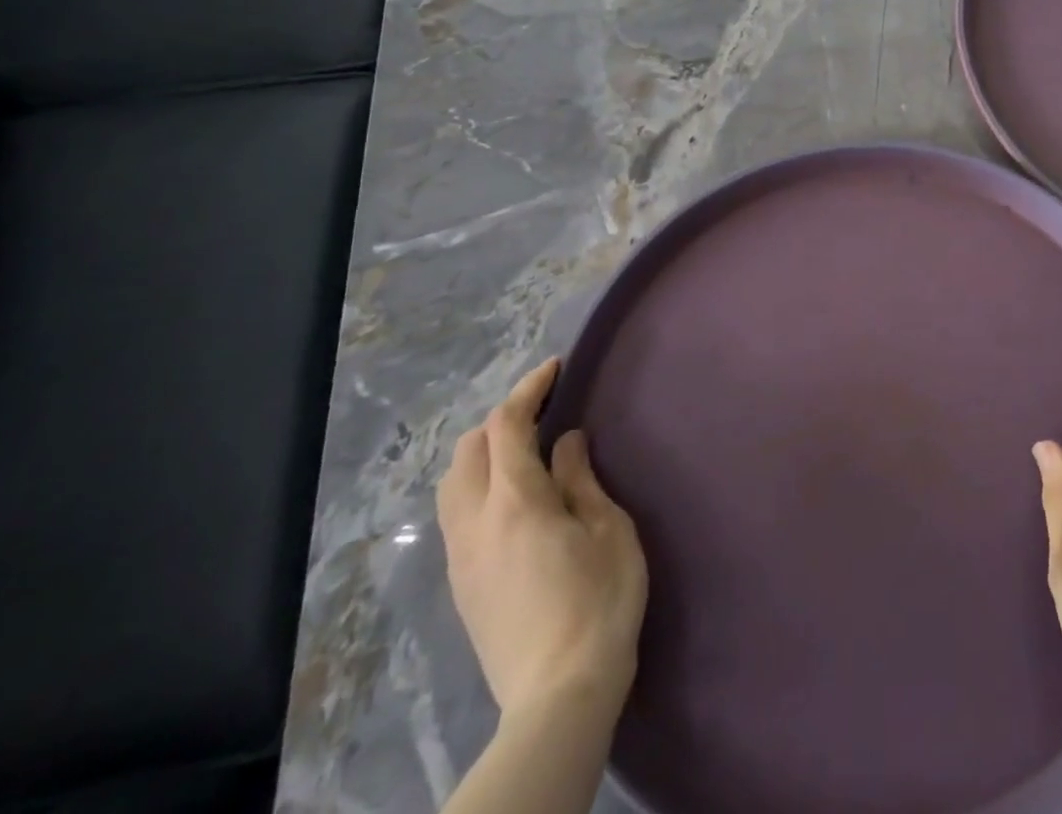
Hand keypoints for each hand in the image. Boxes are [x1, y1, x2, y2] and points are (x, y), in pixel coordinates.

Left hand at [437, 359, 647, 724]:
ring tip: (524, 446)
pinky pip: (456, 513)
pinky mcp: (462, 584)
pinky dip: (477, 483)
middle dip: (502, 417)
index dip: (529, 389)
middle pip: (468, 450)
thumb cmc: (600, 600)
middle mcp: (475, 523)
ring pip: (453, 483)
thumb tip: (566, 441)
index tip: (555, 367)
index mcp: (515, 502)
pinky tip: (511, 494)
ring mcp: (461, 557)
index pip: (507, 426)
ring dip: (483, 451)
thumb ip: (580, 479)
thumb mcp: (607, 529)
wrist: (558, 694)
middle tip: (545, 408)